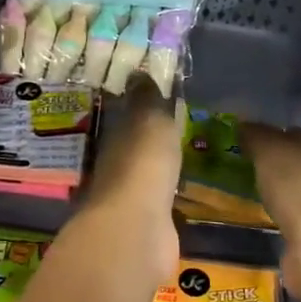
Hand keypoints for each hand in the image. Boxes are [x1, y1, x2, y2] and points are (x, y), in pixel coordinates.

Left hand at [74, 88, 181, 288]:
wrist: (138, 232)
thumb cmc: (143, 166)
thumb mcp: (149, 120)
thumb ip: (147, 98)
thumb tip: (138, 70)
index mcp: (115, 138)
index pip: (126, 116)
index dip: (140, 105)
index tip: (158, 95)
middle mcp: (116, 167)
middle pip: (134, 147)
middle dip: (150, 138)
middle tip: (178, 125)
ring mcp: (130, 200)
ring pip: (146, 176)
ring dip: (159, 168)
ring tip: (185, 157)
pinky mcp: (148, 227)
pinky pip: (161, 203)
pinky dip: (170, 196)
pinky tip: (185, 193)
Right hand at [239, 125, 300, 266]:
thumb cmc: (297, 186)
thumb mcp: (269, 150)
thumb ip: (254, 135)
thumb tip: (242, 125)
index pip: (285, 131)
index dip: (262, 135)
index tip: (236, 142)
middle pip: (287, 160)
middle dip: (263, 163)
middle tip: (231, 166)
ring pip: (286, 187)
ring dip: (267, 189)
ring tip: (238, 190)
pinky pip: (285, 213)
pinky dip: (272, 213)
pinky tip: (255, 214)